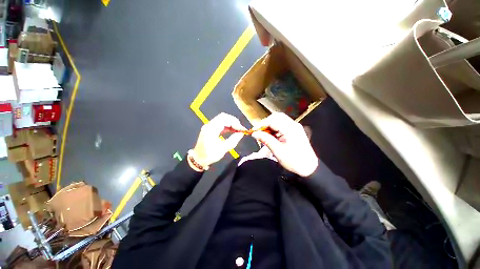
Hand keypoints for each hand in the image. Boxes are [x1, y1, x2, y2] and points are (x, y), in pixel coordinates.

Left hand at [192, 113, 246, 166]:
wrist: (198, 159)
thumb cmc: (210, 155)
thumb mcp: (223, 148)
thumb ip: (234, 139)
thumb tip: (242, 133)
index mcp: (211, 129)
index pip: (225, 120)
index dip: (235, 123)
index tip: (242, 129)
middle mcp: (209, 125)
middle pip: (223, 117)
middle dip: (234, 121)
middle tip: (240, 128)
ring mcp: (209, 126)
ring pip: (222, 119)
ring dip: (231, 123)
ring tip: (238, 130)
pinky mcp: (210, 129)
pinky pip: (220, 123)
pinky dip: (227, 126)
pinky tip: (232, 130)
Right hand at [252, 113, 317, 176]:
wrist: (309, 168)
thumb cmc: (293, 160)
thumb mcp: (277, 150)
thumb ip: (265, 139)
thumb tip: (254, 133)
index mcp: (290, 128)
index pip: (273, 120)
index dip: (261, 124)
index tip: (253, 131)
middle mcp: (293, 125)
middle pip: (276, 117)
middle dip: (266, 123)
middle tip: (259, 131)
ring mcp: (295, 127)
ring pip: (279, 120)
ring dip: (270, 126)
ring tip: (264, 134)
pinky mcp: (294, 131)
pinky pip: (282, 126)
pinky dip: (275, 129)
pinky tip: (271, 136)